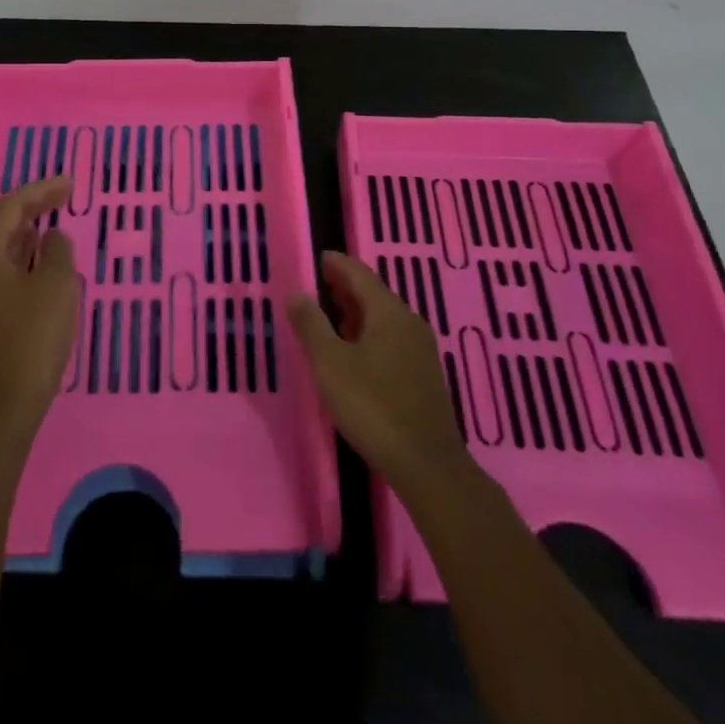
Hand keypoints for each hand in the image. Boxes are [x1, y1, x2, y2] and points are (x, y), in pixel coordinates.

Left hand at [0, 176, 78, 445]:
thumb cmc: (29, 341)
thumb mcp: (55, 286)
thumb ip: (56, 251)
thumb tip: (51, 237)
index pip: (9, 207)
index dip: (41, 190)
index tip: (70, 184)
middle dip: (32, 208)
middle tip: (64, 197)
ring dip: (26, 234)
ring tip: (54, 223)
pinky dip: (21, 259)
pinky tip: (41, 264)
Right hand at [287, 250, 468, 493]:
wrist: (428, 465)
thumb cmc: (373, 407)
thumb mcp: (331, 365)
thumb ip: (311, 326)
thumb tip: (296, 294)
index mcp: (389, 312)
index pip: (360, 274)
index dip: (337, 264)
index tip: (318, 258)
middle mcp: (409, 323)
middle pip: (374, 294)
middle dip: (345, 287)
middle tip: (319, 284)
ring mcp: (420, 350)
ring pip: (383, 318)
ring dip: (356, 312)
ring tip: (330, 316)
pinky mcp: (423, 375)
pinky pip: (391, 338)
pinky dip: (368, 333)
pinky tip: (354, 351)